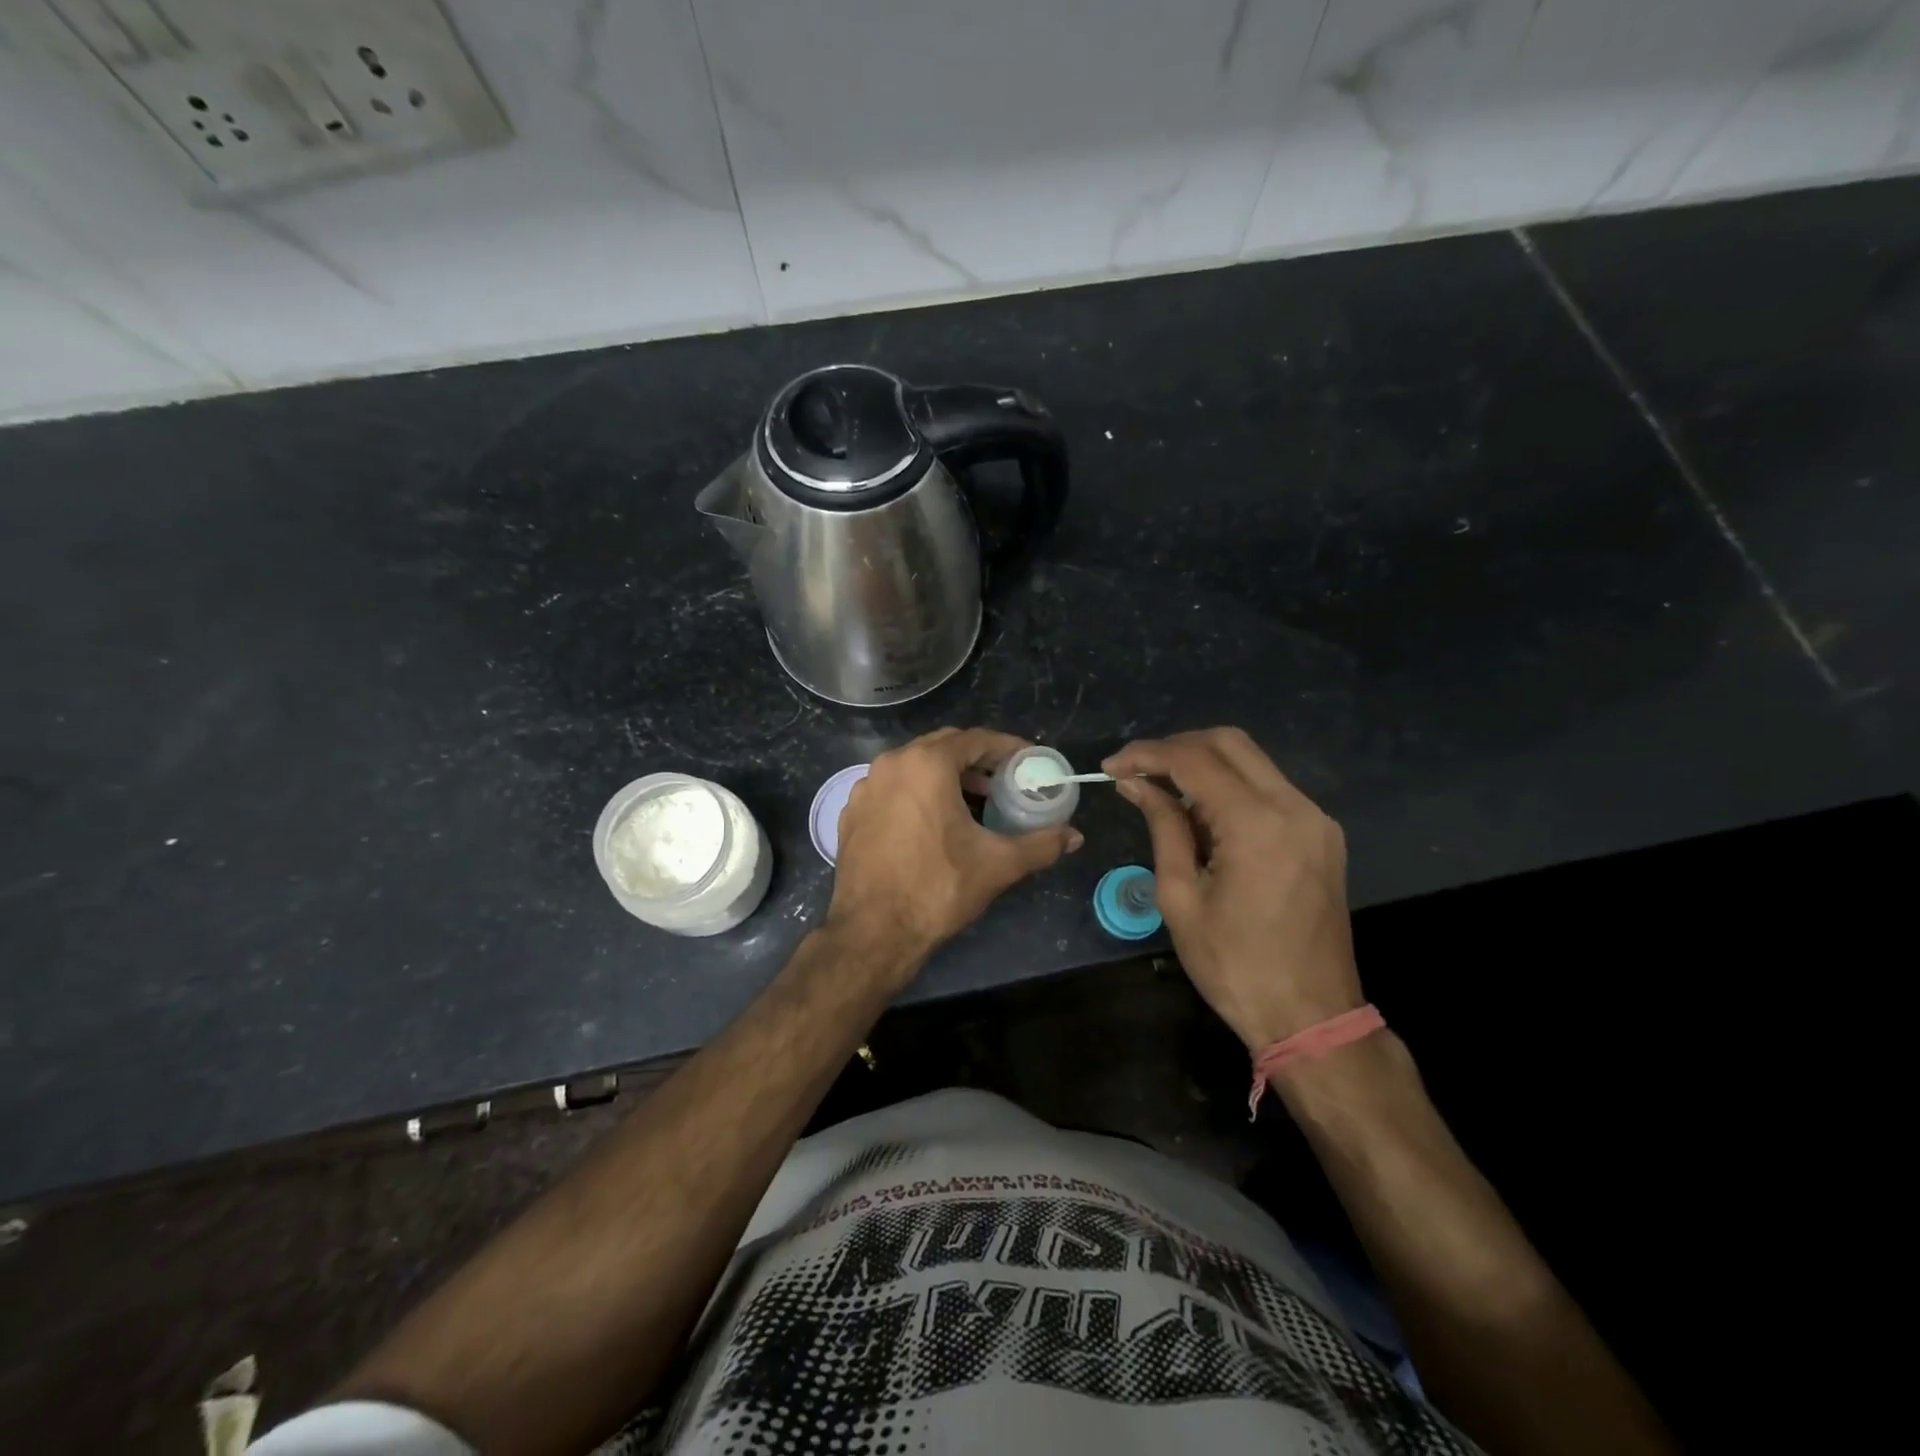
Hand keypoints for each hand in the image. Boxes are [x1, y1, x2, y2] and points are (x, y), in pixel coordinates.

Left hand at [829, 728, 1083, 978]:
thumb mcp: (997, 864)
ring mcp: (866, 787)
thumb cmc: (937, 888)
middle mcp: (891, 764)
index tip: (1029, 761)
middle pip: (943, 747)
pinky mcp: (851, 812)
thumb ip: (1041, 845)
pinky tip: (934, 822)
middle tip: (1004, 781)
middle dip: (977, 760)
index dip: (1007, 748)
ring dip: (946, 776)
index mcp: (926, 764)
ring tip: (974, 801)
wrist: (872, 932)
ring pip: (914, 766)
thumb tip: (1074, 837)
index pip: (975, 739)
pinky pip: (893, 788)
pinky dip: (918, 793)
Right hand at [1104, 728, 1361, 1050]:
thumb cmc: (1235, 965)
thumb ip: (1163, 827)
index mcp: (1258, 824)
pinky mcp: (1322, 835)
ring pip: (1252, 762)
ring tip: (1161, 793)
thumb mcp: (1181, 897)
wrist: (1312, 1017)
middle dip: (1176, 747)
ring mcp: (1315, 819)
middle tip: (1136, 771)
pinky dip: (1230, 788)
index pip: (1194, 760)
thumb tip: (1135, 784)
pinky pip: (1270, 789)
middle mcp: (1295, 807)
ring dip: (1203, 766)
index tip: (1110, 767)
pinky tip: (1202, 815)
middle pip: (1230, 742)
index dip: (1146, 755)